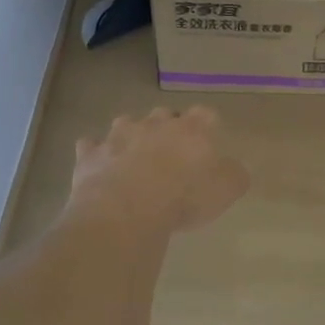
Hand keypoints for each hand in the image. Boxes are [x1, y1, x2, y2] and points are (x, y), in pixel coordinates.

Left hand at [68, 107, 250, 233]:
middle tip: (171, 153)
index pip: (205, 115)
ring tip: (133, 159)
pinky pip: (91, 147)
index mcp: (190, 129)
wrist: (126, 209)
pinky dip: (96, 154)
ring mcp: (118, 135)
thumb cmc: (183, 197)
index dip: (207, 127)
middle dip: (167, 128)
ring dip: (130, 136)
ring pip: (125, 124)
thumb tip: (234, 168)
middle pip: (164, 115)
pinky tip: (99, 168)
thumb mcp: (226, 191)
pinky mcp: (91, 154)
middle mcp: (153, 124)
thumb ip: (234, 175)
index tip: (208, 142)